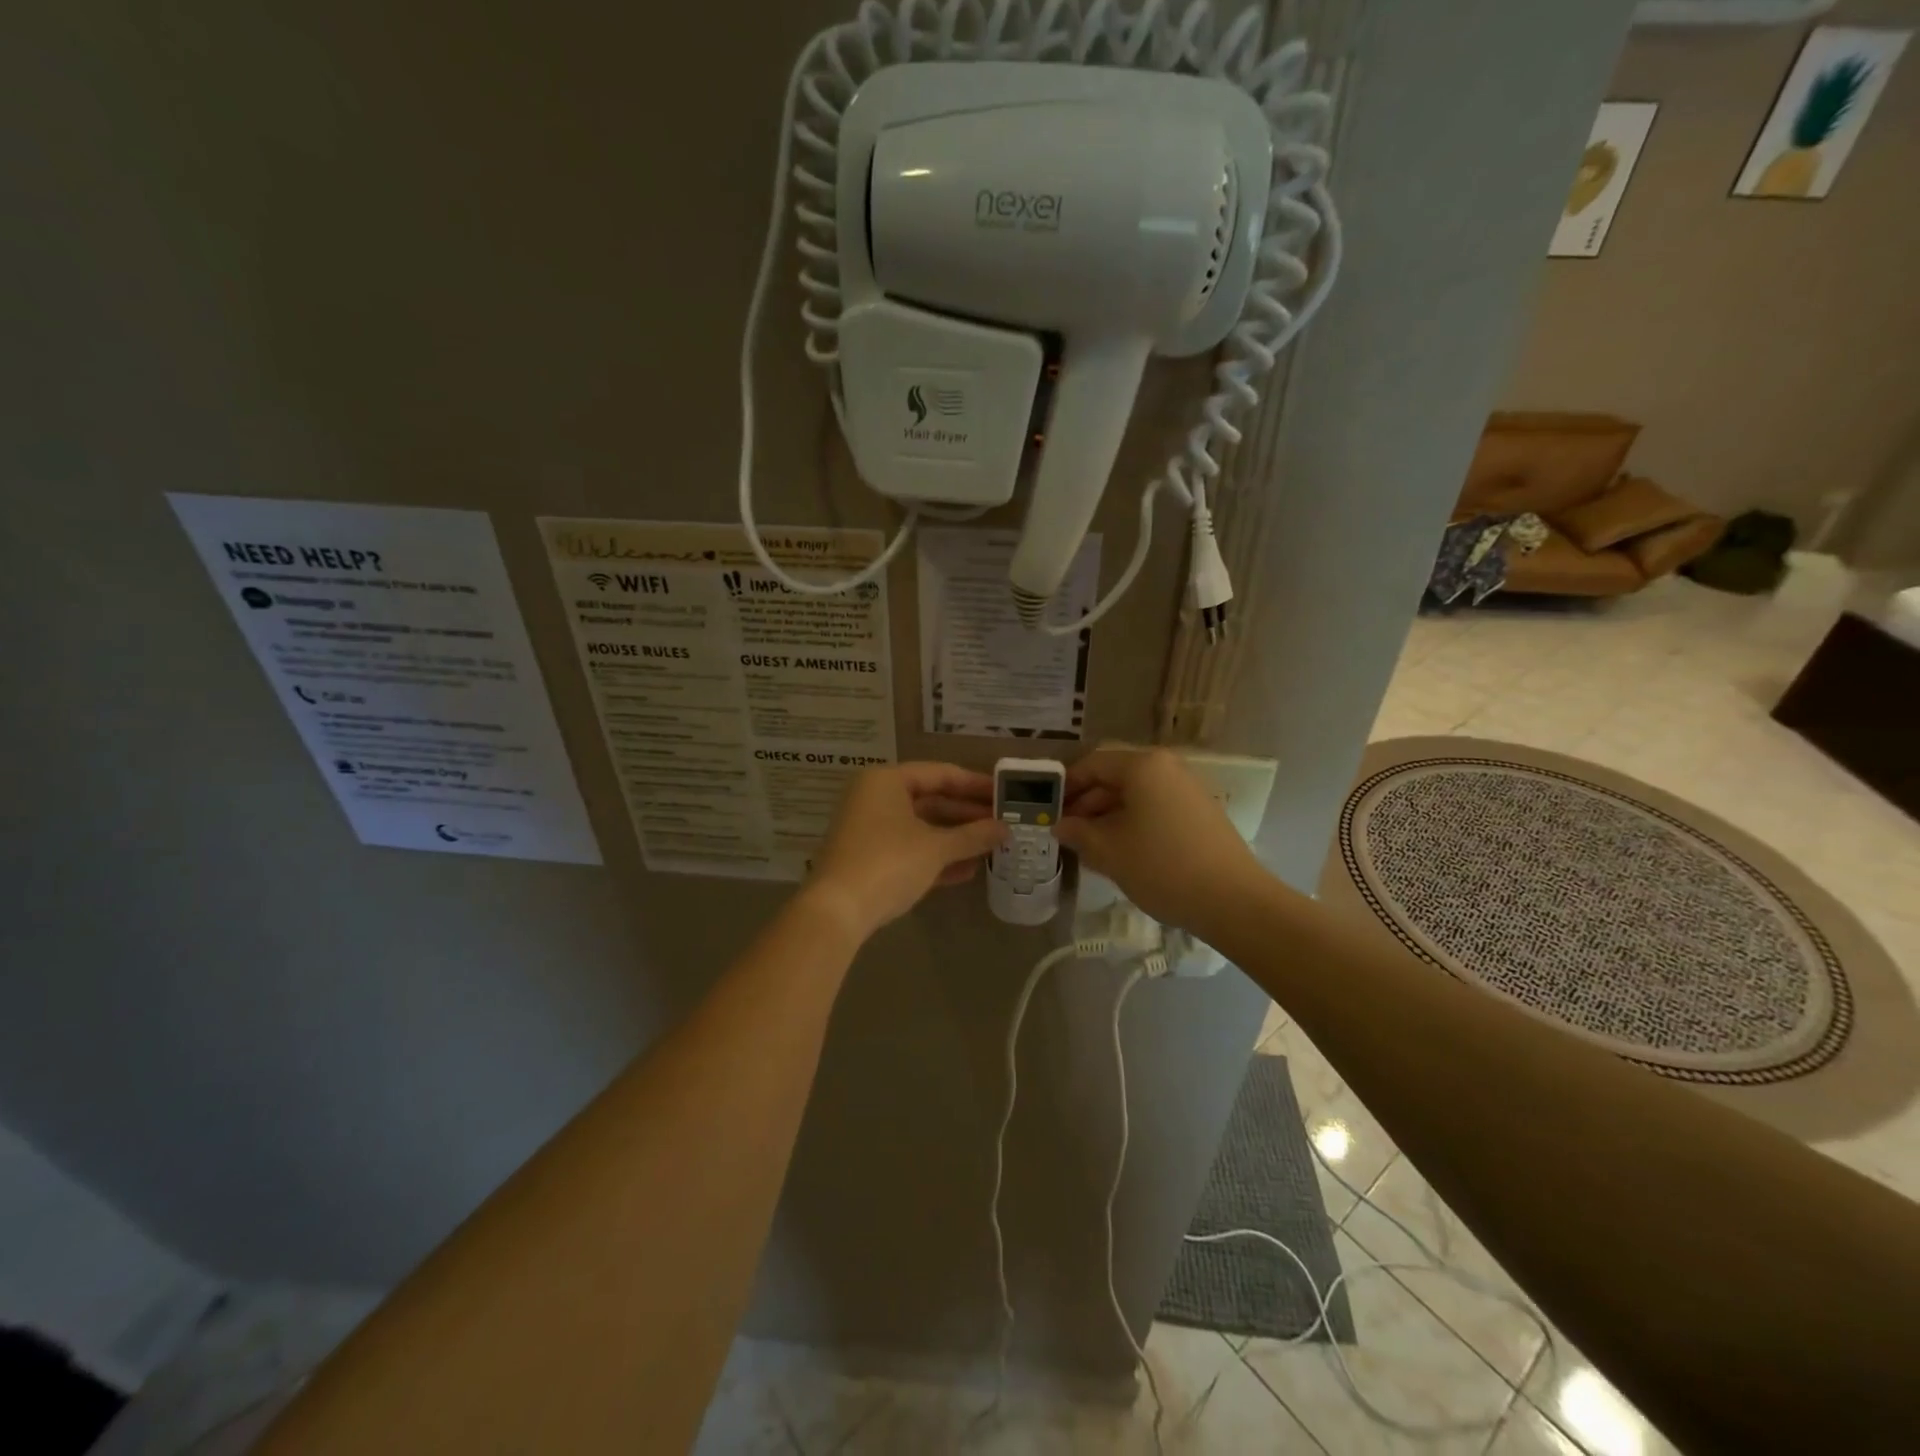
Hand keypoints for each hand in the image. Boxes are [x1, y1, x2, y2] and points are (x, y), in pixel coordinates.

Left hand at [805, 763, 1008, 940]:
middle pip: (931, 800)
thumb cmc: (889, 863)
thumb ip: (973, 836)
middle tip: (1003, 823)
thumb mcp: (936, 848)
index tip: (1004, 795)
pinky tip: (967, 870)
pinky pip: (909, 849)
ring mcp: (869, 829)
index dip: (975, 785)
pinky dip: (936, 857)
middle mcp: (875, 798)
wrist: (837, 911)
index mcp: (887, 781)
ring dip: (955, 838)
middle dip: (967, 815)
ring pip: (921, 827)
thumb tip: (1006, 829)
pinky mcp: (869, 858)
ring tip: (992, 847)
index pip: (940, 774)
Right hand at [1054, 748, 1263, 932]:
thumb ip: (1078, 832)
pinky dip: (1132, 823)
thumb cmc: (1162, 867)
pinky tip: (1120, 851)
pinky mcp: (1199, 813)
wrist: (1234, 901)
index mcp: (1143, 766)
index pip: (1093, 764)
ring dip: (1107, 816)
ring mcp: (1186, 789)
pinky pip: (1154, 808)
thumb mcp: (1109, 851)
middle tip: (1064, 832)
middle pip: (1114, 777)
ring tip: (1088, 846)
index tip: (1048, 810)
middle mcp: (1167, 768)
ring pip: (1135, 795)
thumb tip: (1060, 825)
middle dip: (1086, 804)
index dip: (1067, 786)